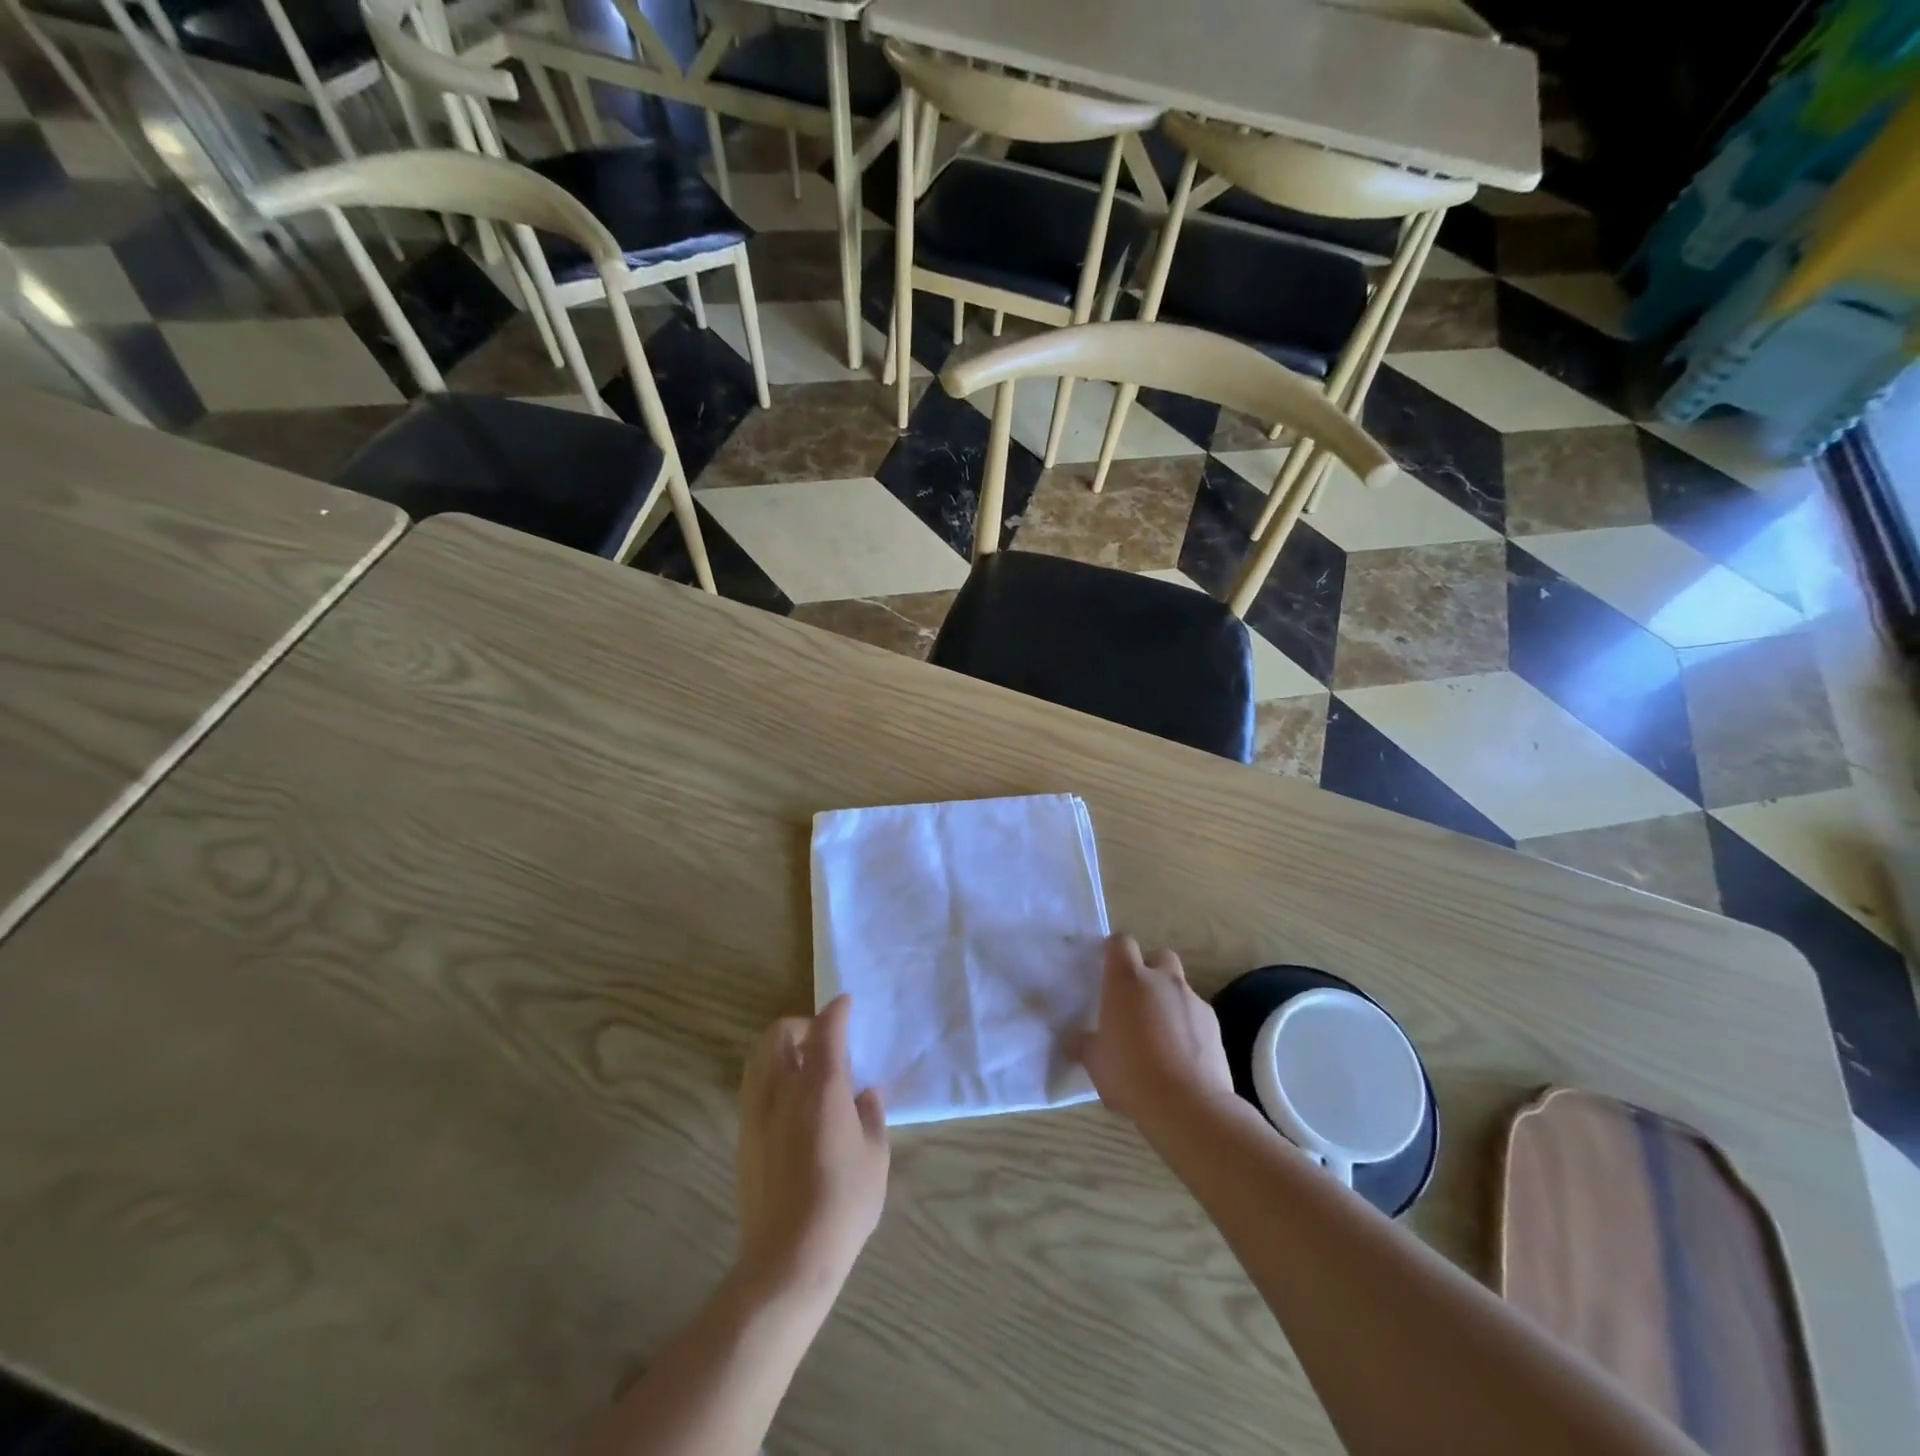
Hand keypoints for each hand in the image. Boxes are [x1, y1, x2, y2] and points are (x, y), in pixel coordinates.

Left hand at [736, 995, 888, 1297]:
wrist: (788, 1258)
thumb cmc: (843, 1203)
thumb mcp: (875, 1157)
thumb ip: (870, 1115)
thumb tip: (864, 1094)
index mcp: (821, 1088)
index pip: (825, 1030)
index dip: (836, 1011)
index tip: (845, 1003)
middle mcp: (783, 1090)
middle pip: (778, 1033)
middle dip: (800, 1025)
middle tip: (822, 1040)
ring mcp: (757, 1112)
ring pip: (759, 1056)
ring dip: (780, 1049)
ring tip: (804, 1067)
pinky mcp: (744, 1136)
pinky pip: (753, 1085)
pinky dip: (770, 1076)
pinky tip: (790, 1102)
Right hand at [1077, 935, 1235, 1125]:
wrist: (1190, 1106)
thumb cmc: (1131, 1075)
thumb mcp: (1095, 1062)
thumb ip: (1083, 1044)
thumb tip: (1072, 1040)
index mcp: (1127, 980)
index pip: (1121, 942)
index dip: (1114, 950)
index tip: (1106, 967)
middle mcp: (1162, 981)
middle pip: (1158, 955)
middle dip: (1149, 969)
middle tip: (1135, 998)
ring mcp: (1192, 1000)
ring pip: (1179, 986)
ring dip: (1168, 1000)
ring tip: (1158, 1034)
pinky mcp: (1214, 1024)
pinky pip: (1196, 1014)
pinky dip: (1187, 1025)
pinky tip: (1181, 1055)